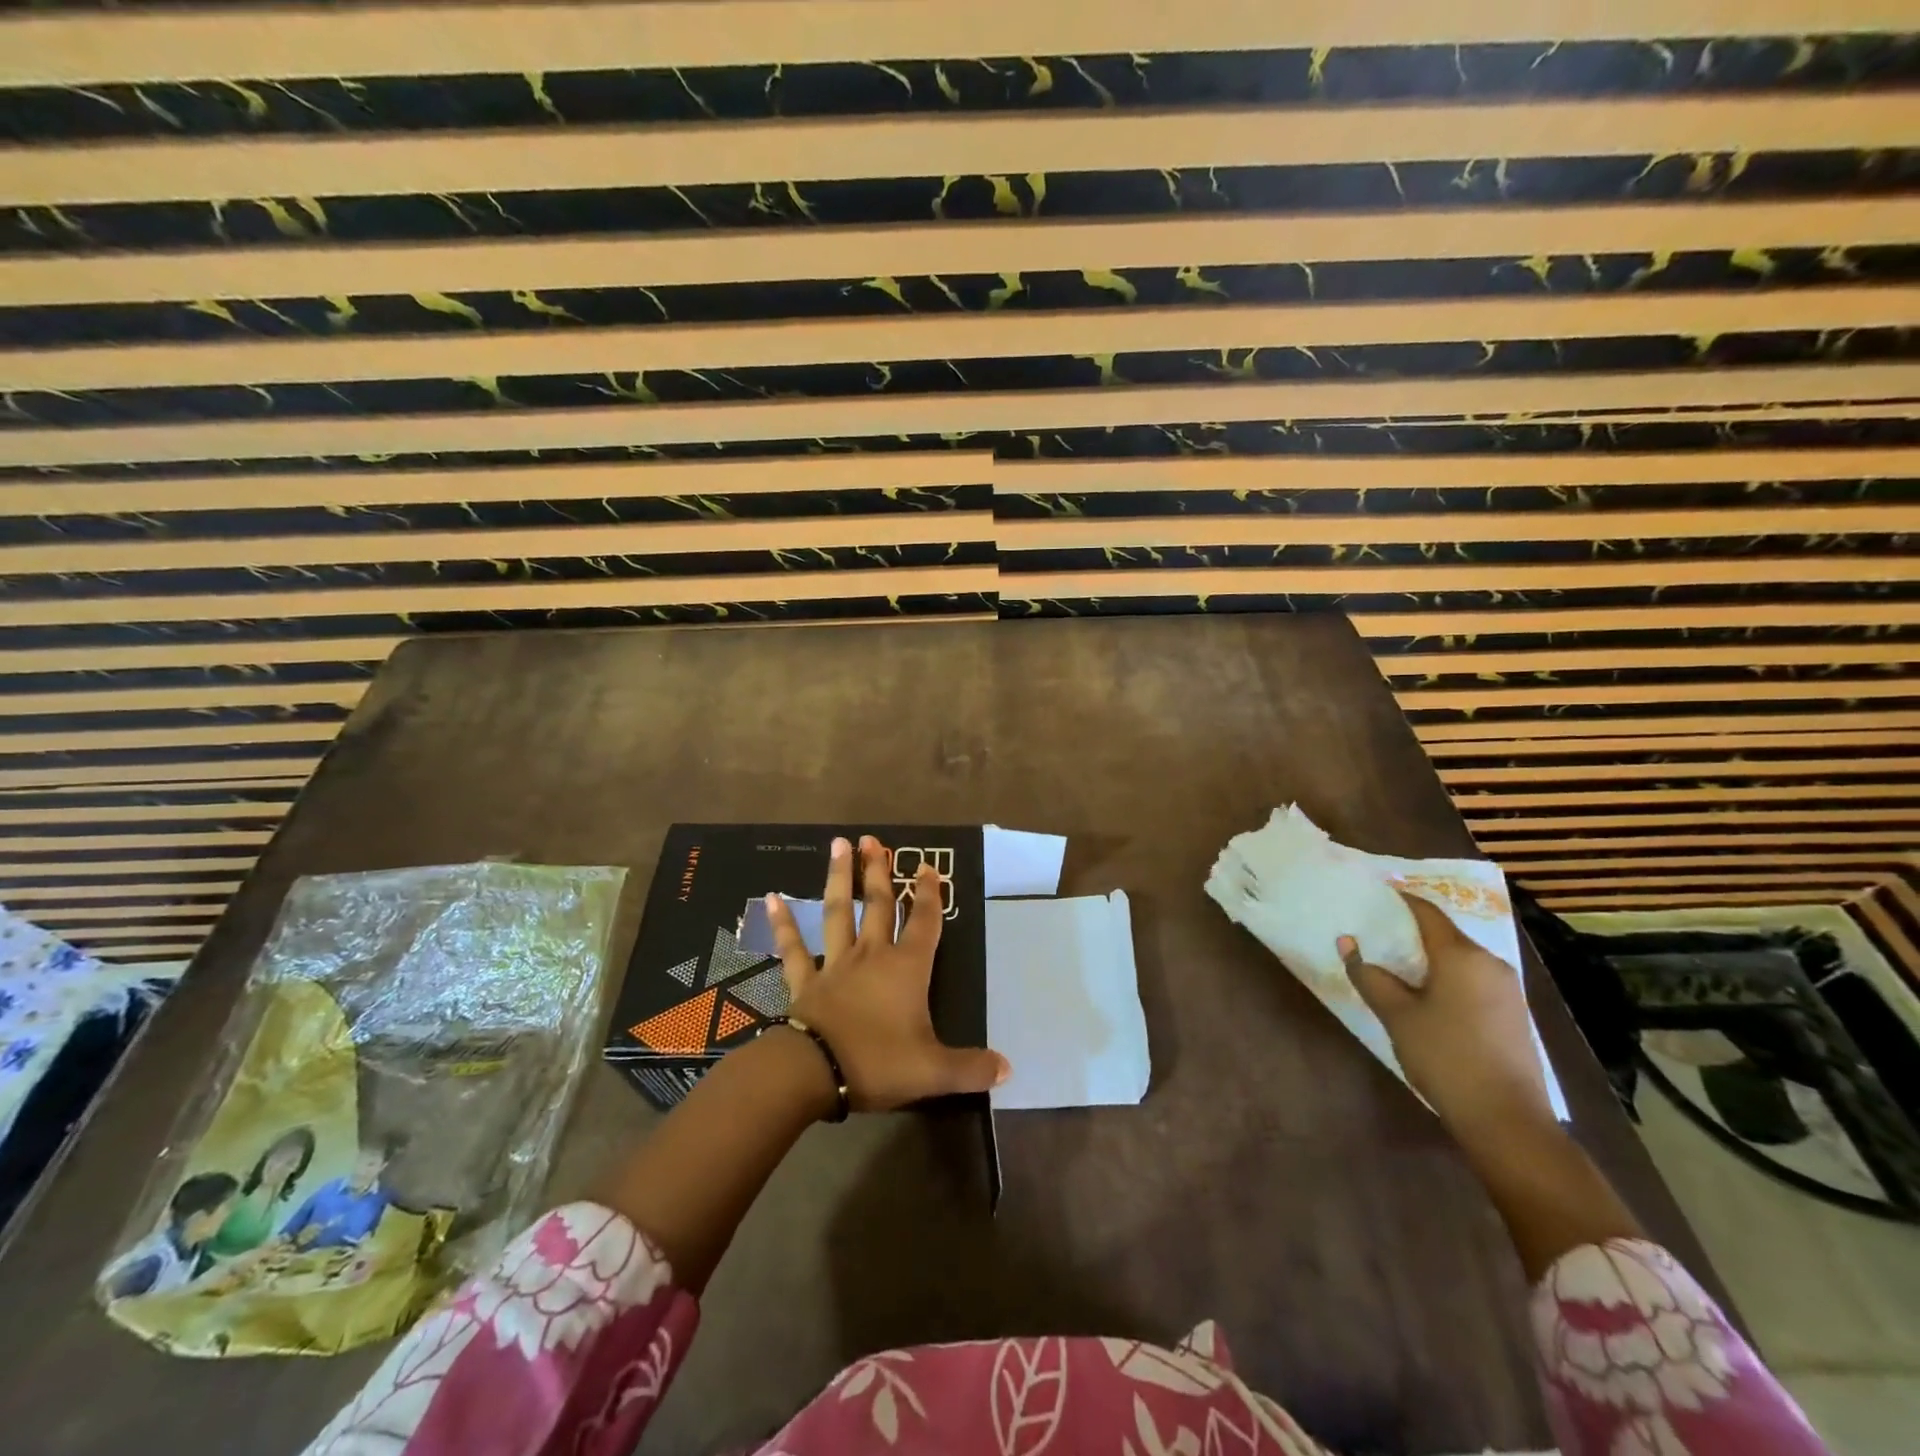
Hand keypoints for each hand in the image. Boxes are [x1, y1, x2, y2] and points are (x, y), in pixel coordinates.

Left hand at [765, 835, 1009, 1112]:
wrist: (814, 1071)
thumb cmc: (878, 1063)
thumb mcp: (933, 1071)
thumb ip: (971, 1068)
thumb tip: (1008, 1069)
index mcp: (906, 969)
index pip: (923, 923)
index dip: (929, 895)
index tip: (927, 866)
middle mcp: (872, 956)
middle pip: (877, 905)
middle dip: (878, 872)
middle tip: (873, 840)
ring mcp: (835, 964)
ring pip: (838, 912)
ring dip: (838, 878)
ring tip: (839, 845)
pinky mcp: (805, 981)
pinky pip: (793, 947)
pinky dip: (783, 922)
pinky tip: (772, 897)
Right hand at [1339, 890, 1554, 1138]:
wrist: (1508, 1121)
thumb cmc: (1445, 1057)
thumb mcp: (1397, 1015)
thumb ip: (1370, 976)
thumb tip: (1347, 943)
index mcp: (1462, 956)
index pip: (1426, 912)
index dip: (1400, 899)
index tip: (1373, 893)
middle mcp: (1490, 963)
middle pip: (1445, 934)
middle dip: (1410, 930)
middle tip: (1375, 931)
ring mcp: (1507, 990)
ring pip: (1459, 959)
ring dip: (1428, 957)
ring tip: (1394, 963)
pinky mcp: (1512, 1014)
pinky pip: (1472, 979)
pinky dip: (1445, 976)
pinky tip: (1425, 994)